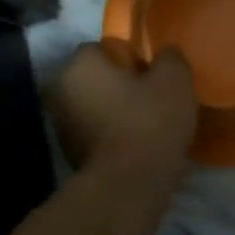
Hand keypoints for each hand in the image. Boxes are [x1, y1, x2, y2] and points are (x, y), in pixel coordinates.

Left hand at [49, 44, 197, 179]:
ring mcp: (61, 127)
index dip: (130, 58)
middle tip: (153, 99)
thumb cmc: (149, 122)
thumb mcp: (174, 79)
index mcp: (78, 66)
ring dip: (116, 112)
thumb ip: (169, 57)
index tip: (152, 76)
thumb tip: (164, 55)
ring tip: (149, 125)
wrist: (129, 185)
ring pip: (95, 106)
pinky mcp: (70, 155)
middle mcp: (59, 91)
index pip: (101, 48)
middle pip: (96, 79)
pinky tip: (139, 146)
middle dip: (121, 86)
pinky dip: (113, 136)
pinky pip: (96, 133)